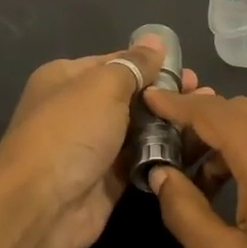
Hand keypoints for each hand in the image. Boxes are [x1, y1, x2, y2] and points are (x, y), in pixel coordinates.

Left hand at [0, 36, 209, 247]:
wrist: (42, 206)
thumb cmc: (70, 132)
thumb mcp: (103, 86)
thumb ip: (134, 64)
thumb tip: (155, 41)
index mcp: (67, 78)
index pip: (116, 62)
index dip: (151, 64)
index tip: (187, 70)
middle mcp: (78, 110)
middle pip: (131, 96)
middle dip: (166, 94)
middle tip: (202, 93)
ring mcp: (94, 146)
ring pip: (140, 129)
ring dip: (171, 123)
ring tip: (204, 119)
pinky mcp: (109, 180)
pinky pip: (143, 159)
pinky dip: (165, 153)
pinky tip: (196, 146)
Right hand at [142, 92, 246, 247]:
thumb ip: (184, 213)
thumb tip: (163, 175)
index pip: (210, 112)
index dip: (175, 103)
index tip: (147, 98)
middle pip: (235, 109)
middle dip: (198, 122)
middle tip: (170, 152)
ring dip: (225, 137)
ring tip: (202, 181)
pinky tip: (242, 187)